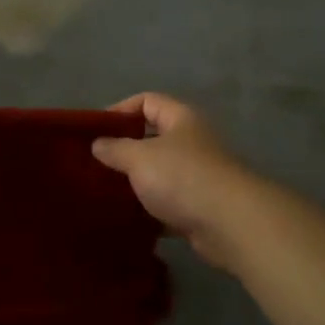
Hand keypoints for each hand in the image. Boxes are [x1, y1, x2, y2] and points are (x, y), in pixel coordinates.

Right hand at [91, 94, 259, 267]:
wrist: (230, 224)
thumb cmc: (182, 177)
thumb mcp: (140, 157)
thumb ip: (115, 148)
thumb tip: (98, 144)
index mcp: (181, 119)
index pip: (148, 101)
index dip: (120, 110)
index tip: (95, 130)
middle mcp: (192, 143)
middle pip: (153, 138)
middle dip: (124, 150)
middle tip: (94, 164)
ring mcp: (197, 177)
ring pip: (159, 174)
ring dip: (136, 183)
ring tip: (104, 192)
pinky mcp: (199, 208)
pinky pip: (167, 205)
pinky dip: (149, 211)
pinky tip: (126, 219)